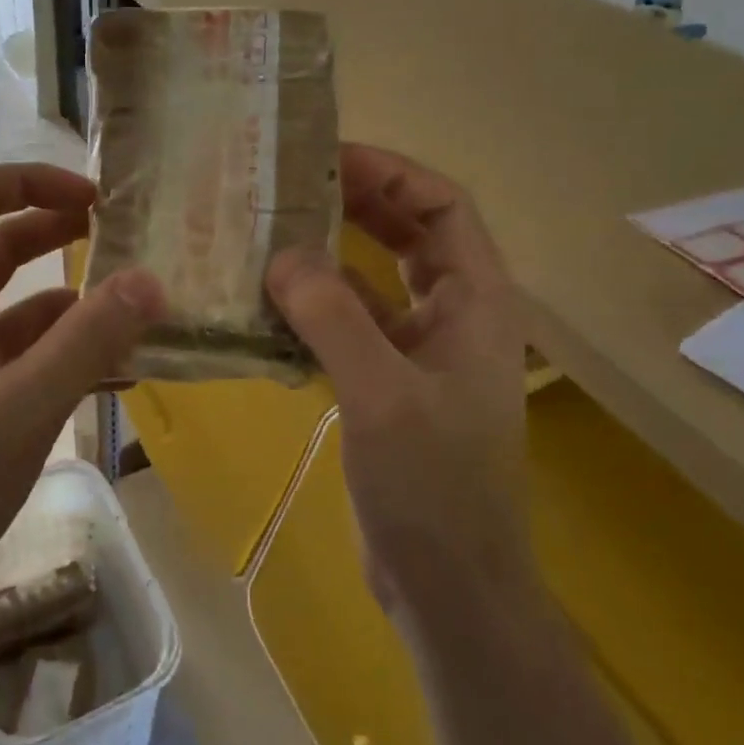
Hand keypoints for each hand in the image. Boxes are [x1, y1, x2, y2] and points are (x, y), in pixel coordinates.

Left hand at [0, 164, 163, 631]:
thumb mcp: (22, 406)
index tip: (95, 202)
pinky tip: (119, 368)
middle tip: (125, 237)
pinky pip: (24, 351)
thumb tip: (152, 279)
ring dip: (74, 297)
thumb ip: (89, 339)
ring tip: (139, 305)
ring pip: (18, 300)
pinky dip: (68, 348)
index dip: (32, 182)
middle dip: (59, 231)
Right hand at [267, 145, 530, 618]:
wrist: (449, 587)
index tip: (327, 157)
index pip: (442, 206)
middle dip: (356, 202)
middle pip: (408, 232)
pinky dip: (314, 307)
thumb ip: (333, 317)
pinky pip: (350, 324)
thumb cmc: (433, 488)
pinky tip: (267, 303)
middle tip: (289, 184)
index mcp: (476, 301)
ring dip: (329, 253)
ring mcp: (419, 351)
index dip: (390, 173)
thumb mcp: (381, 394)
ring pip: (374, 278)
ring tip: (269, 231)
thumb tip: (281, 255)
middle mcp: (453, 314)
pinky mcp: (387, 384)